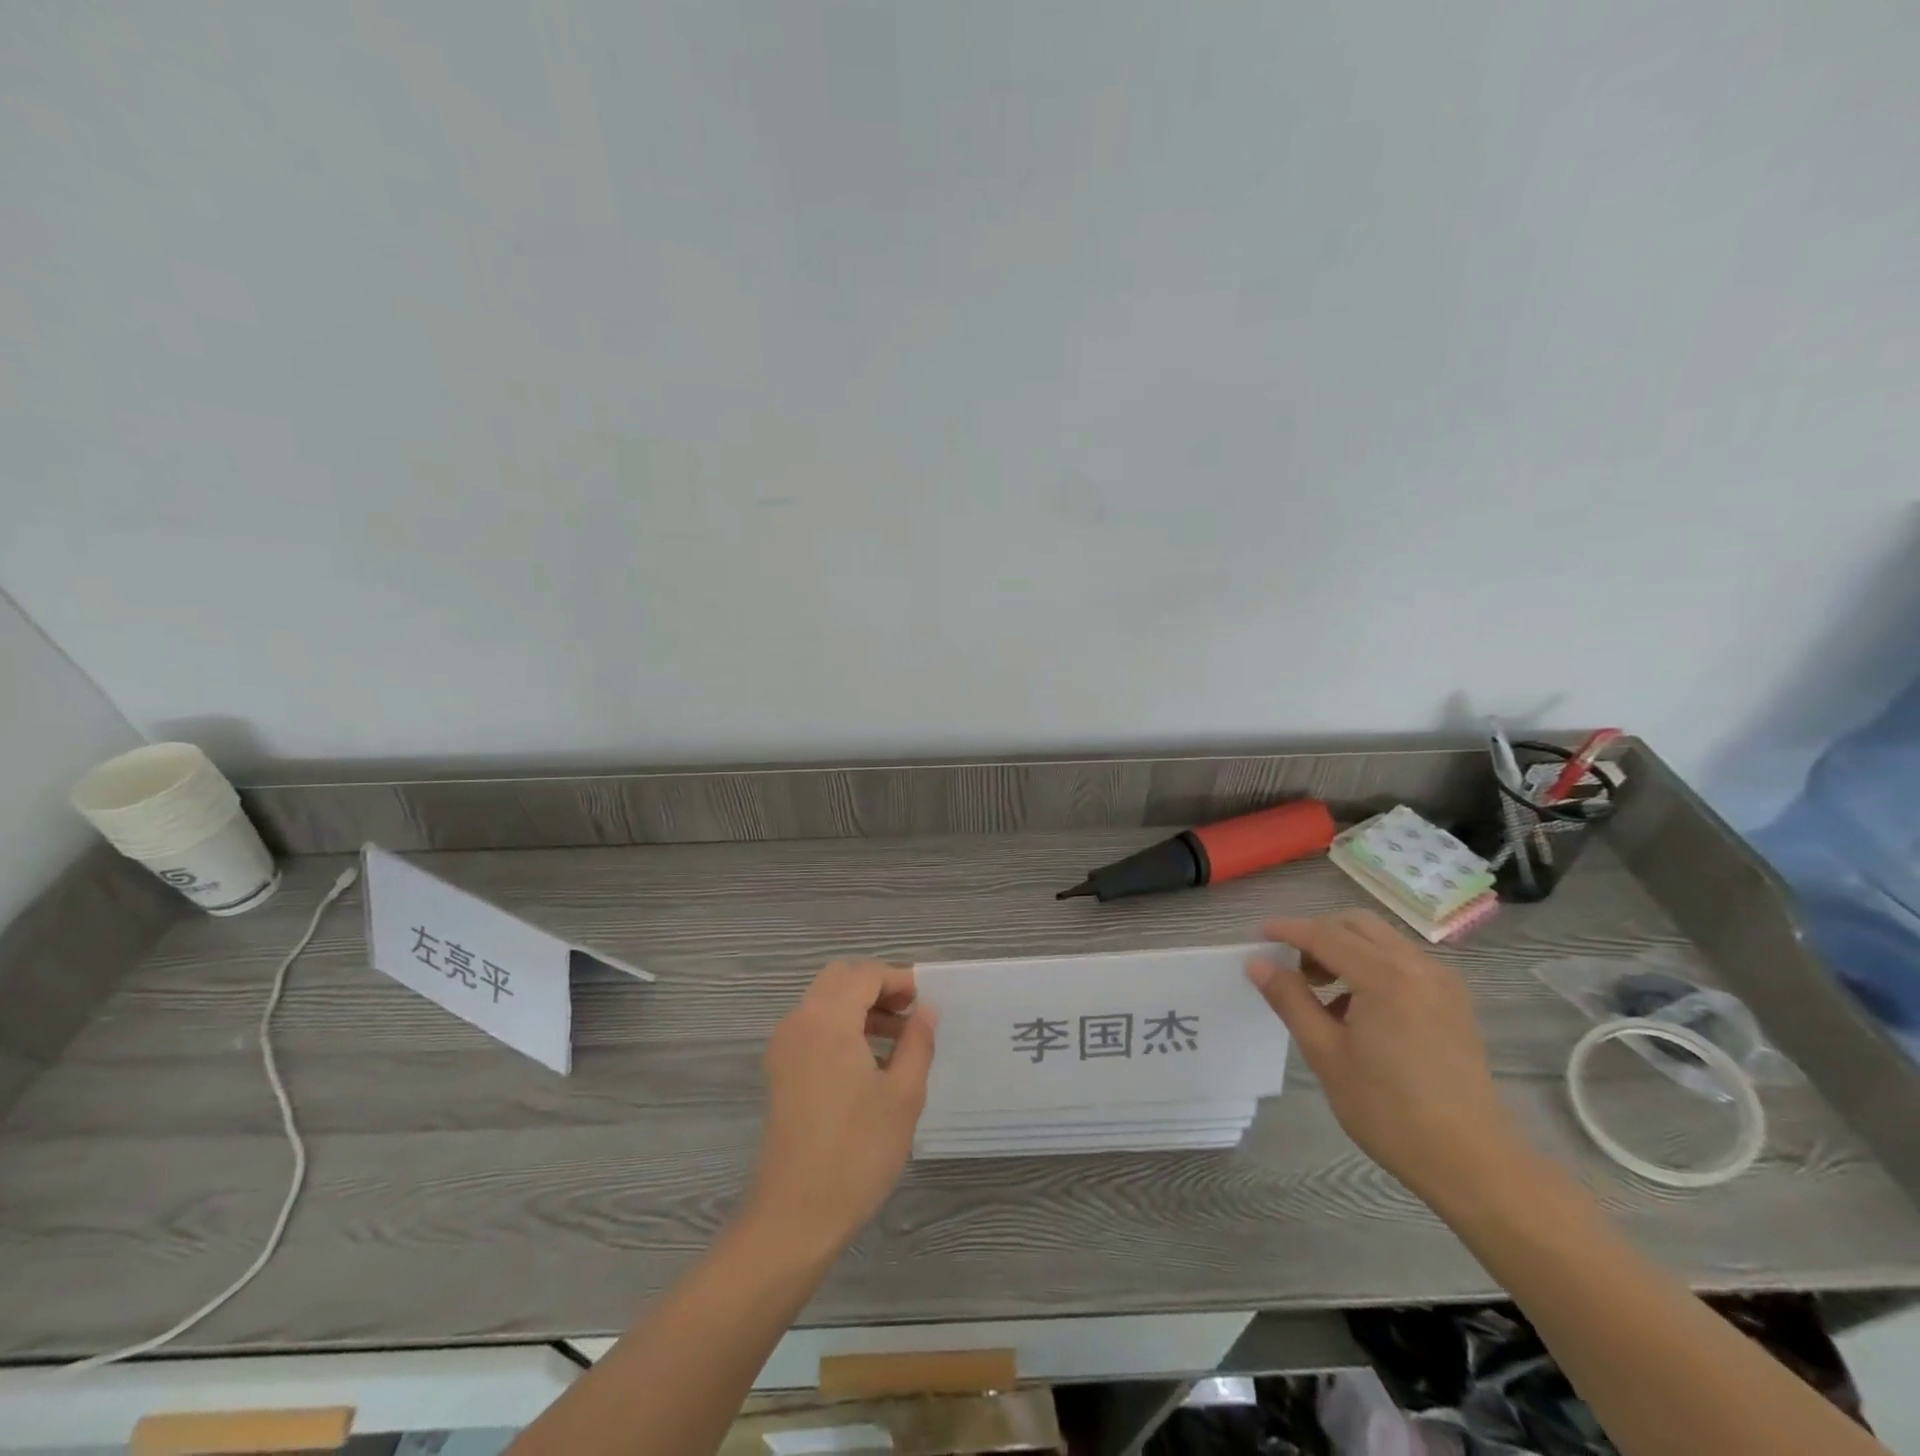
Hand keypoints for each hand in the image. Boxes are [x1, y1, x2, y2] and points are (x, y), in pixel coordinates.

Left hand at [745, 960, 935, 1259]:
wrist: (794, 1216)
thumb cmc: (856, 1152)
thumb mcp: (903, 1096)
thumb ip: (917, 1042)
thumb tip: (925, 1011)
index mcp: (827, 1019)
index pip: (864, 974)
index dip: (898, 979)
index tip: (926, 1000)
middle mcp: (799, 1021)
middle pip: (839, 980)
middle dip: (877, 987)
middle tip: (911, 1012)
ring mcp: (784, 1047)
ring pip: (824, 1002)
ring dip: (860, 1006)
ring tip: (899, 1037)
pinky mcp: (780, 1072)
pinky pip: (813, 1027)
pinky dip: (842, 1026)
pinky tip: (870, 1060)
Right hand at [1247, 910, 1532, 1205]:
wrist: (1473, 1163)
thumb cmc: (1390, 1111)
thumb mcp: (1326, 1055)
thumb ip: (1290, 1000)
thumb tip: (1258, 964)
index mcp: (1385, 977)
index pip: (1324, 934)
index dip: (1287, 930)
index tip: (1258, 937)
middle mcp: (1417, 967)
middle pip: (1357, 925)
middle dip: (1319, 934)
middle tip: (1294, 970)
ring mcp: (1443, 982)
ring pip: (1382, 940)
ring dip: (1346, 950)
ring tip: (1325, 994)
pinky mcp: (1455, 1002)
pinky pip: (1404, 962)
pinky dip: (1373, 966)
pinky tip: (1361, 1010)